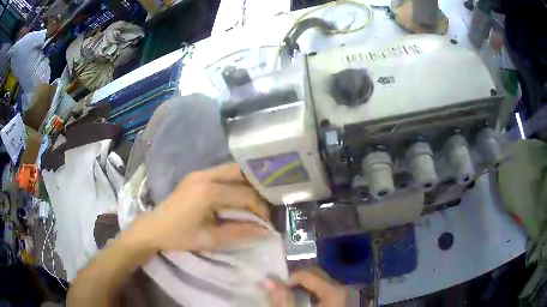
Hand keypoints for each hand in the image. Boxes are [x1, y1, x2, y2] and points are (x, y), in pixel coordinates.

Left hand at [127, 163, 270, 251]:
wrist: (153, 228)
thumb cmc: (179, 236)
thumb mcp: (210, 239)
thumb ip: (239, 232)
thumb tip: (264, 230)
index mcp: (207, 192)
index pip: (244, 195)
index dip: (260, 208)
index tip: (268, 221)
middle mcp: (205, 175)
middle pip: (241, 173)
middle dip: (257, 188)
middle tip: (265, 204)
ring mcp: (199, 173)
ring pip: (232, 170)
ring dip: (246, 183)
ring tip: (256, 200)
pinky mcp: (196, 175)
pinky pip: (222, 174)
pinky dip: (235, 182)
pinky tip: (239, 195)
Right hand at [264, 268, 346, 306]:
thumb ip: (282, 300)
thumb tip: (268, 280)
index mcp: (334, 291)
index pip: (307, 274)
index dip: (288, 280)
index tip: (276, 292)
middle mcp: (344, 289)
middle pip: (316, 275)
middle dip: (296, 282)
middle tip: (281, 293)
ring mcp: (346, 295)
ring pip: (321, 282)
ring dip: (303, 287)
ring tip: (291, 299)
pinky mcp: (345, 301)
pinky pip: (327, 290)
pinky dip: (313, 294)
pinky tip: (305, 304)